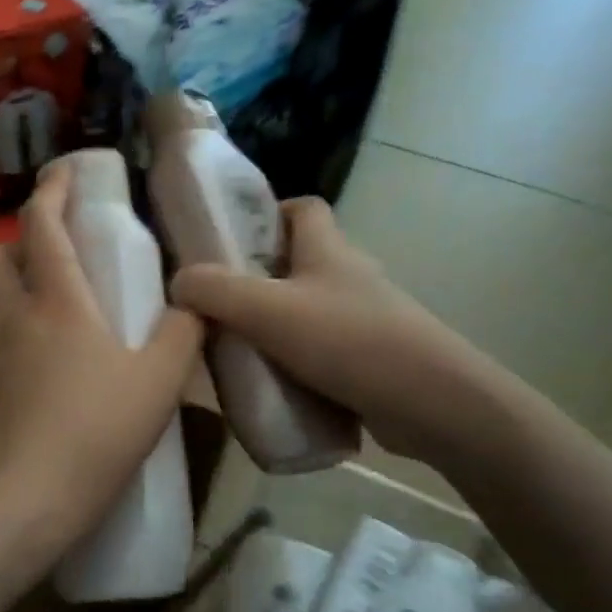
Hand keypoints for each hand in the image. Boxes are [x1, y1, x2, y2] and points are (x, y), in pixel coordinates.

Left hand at [0, 166, 202, 593]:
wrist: (16, 503)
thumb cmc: (91, 436)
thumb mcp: (158, 385)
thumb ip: (182, 336)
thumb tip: (195, 304)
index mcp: (56, 301)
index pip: (42, 224)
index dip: (51, 190)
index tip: (64, 172)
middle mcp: (11, 315)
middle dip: (17, 237)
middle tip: (52, 249)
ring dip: (5, 283)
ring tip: (40, 301)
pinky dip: (1, 328)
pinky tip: (29, 359)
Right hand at [169, 197, 503, 465]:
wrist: (432, 403)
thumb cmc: (348, 340)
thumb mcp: (267, 310)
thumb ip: (214, 291)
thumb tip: (178, 282)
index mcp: (329, 249)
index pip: (303, 208)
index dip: (269, 213)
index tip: (231, 239)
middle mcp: (349, 277)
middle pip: (299, 262)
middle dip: (258, 279)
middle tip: (218, 303)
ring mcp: (364, 319)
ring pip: (307, 310)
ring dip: (273, 325)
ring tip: (234, 349)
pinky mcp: (371, 359)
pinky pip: (321, 351)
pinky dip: (295, 362)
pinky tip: (270, 387)